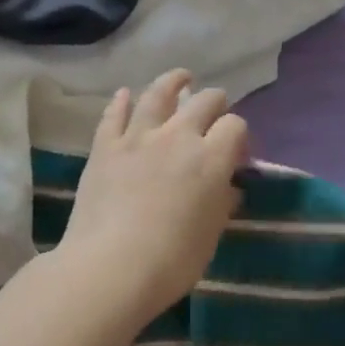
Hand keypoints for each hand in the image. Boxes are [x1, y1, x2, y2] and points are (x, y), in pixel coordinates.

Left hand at [59, 69, 246, 326]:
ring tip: (181, 78)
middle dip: (215, 102)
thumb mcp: (211, 235)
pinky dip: (121, 101)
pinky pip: (115, 114)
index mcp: (211, 158)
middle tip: (214, 112)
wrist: (111, 267)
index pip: (235, 126)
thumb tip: (228, 187)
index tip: (236, 152)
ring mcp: (139, 136)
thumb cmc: (172, 261)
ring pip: (159, 94)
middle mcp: (178, 136)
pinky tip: (125, 94)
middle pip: (204, 101)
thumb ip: (221, 203)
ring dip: (173, 82)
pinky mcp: (106, 146)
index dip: (239, 135)